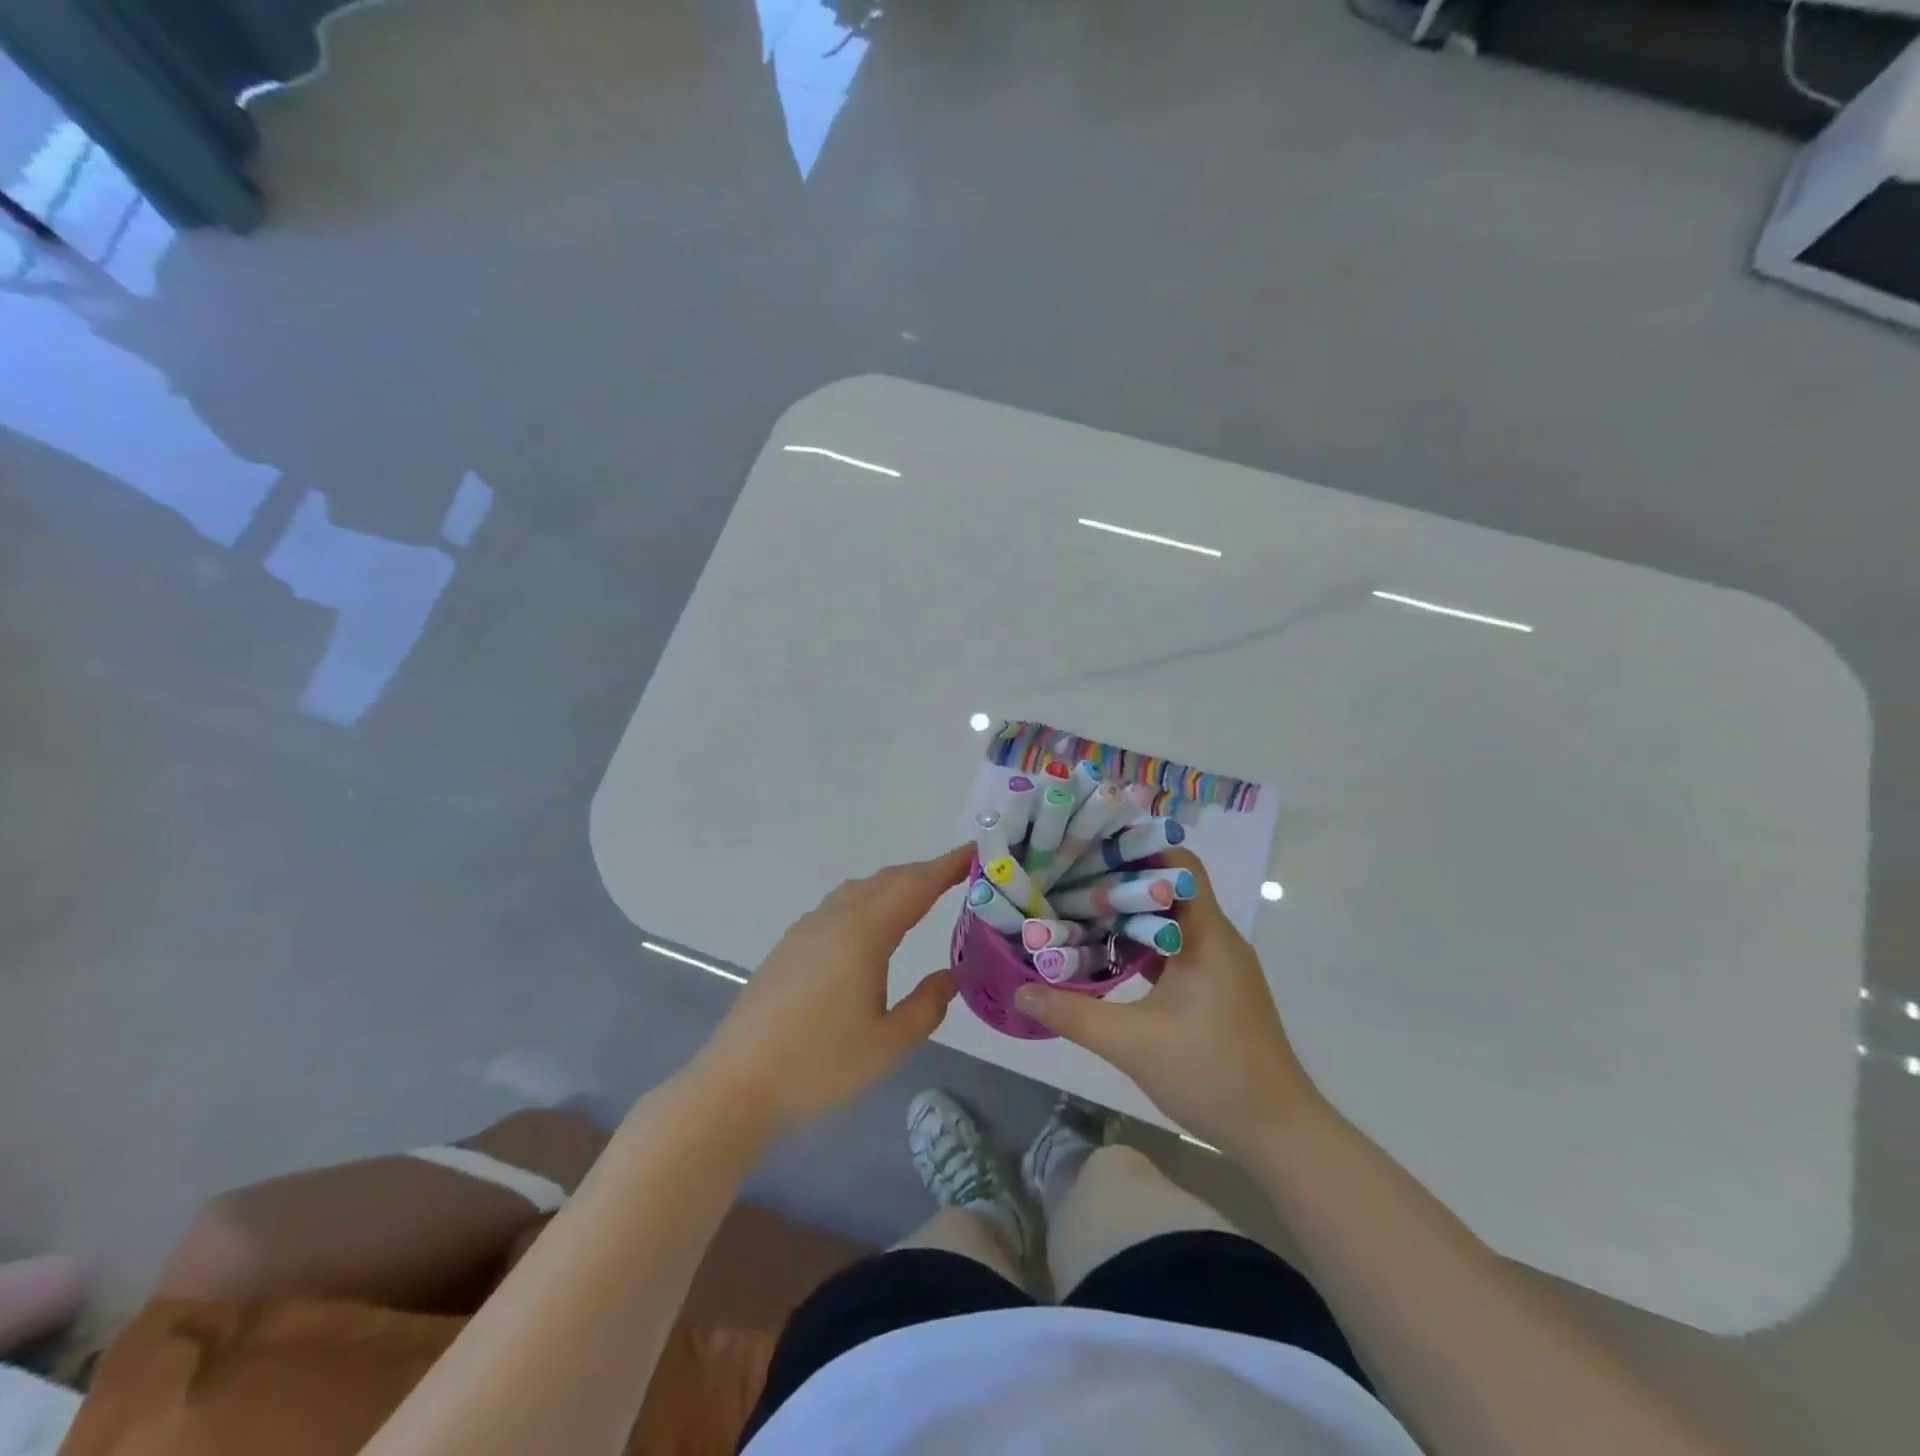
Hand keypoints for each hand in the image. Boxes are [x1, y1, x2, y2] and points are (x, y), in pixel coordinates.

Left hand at [693, 845, 969, 1135]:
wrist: (737, 1084)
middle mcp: (835, 918)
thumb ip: (927, 1005)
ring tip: (920, 896)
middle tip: (958, 876)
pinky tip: (871, 927)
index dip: (947, 866)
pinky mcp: (789, 946)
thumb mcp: (888, 1043)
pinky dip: (867, 900)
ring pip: (859, 890)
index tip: (975, 851)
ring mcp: (807, 929)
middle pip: (887, 880)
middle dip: (924, 872)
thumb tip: (950, 975)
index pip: (916, 886)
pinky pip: (838, 905)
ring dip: (894, 884)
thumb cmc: (819, 1065)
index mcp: (864, 933)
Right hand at [1013, 849, 1326, 1159]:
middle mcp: (1216, 939)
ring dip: (1129, 913)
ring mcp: (1219, 964)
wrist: (1278, 1133)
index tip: (1090, 846)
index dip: (1137, 849)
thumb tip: (1021, 992)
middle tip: (1069, 876)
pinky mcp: (1215, 987)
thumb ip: (1074, 1014)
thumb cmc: (1213, 1075)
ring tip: (1078, 907)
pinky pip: (1174, 947)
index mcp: (1206, 935)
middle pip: (1169, 888)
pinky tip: (1106, 953)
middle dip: (1120, 879)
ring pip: (1170, 919)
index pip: (1178, 864)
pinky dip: (1141, 943)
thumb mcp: (1133, 1045)